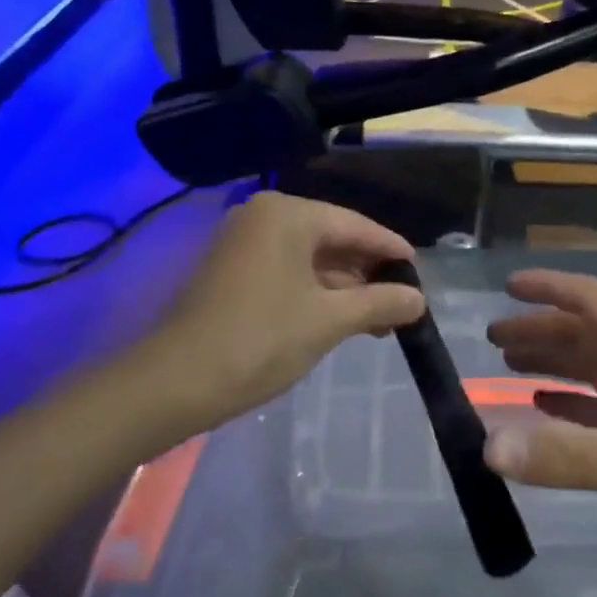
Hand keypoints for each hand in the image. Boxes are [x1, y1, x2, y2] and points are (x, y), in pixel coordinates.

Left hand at [134, 192, 426, 437]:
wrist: (176, 382)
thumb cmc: (259, 340)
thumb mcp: (329, 321)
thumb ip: (380, 303)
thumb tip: (418, 300)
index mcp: (287, 214)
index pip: (355, 225)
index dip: (391, 250)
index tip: (420, 274)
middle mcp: (264, 217)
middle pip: (333, 240)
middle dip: (368, 275)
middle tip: (403, 306)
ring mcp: (244, 244)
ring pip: (311, 260)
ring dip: (345, 289)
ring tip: (379, 322)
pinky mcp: (233, 271)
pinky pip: (288, 272)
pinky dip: (317, 294)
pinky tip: (342, 320)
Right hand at [483, 269, 596, 587]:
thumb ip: (562, 455)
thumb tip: (487, 448)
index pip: (588, 297)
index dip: (546, 288)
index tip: (507, 286)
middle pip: (586, 332)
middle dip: (541, 331)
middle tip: (493, 338)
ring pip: (596, 368)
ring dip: (555, 365)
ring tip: (510, 367)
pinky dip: (575, 403)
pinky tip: (549, 410)